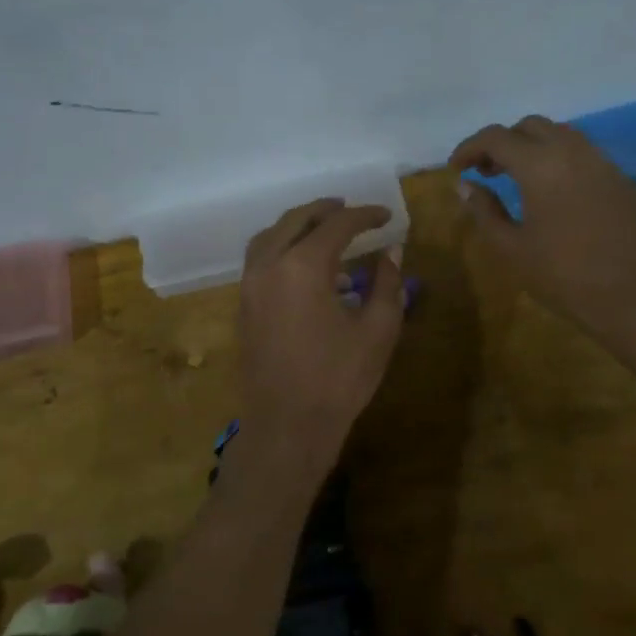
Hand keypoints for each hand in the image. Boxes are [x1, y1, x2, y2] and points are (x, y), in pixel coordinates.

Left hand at [237, 198, 404, 477]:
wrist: (286, 426)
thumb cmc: (338, 379)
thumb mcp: (378, 331)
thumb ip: (387, 284)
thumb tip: (391, 252)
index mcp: (303, 266)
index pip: (338, 225)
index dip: (366, 216)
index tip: (388, 216)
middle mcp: (269, 265)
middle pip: (296, 220)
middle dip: (327, 210)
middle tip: (352, 209)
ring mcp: (250, 285)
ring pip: (270, 235)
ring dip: (298, 225)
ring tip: (324, 227)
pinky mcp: (244, 305)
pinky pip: (260, 258)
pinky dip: (281, 246)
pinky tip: (303, 263)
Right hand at [451, 117, 635, 354]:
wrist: (632, 297)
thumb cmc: (563, 277)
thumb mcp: (512, 248)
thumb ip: (484, 211)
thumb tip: (465, 185)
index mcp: (540, 165)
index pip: (496, 137)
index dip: (470, 148)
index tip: (456, 168)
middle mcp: (571, 151)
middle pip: (529, 126)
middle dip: (502, 142)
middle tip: (485, 172)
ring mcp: (600, 161)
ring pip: (558, 133)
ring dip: (531, 145)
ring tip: (515, 177)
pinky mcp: (617, 177)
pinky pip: (580, 150)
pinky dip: (556, 155)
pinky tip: (549, 188)